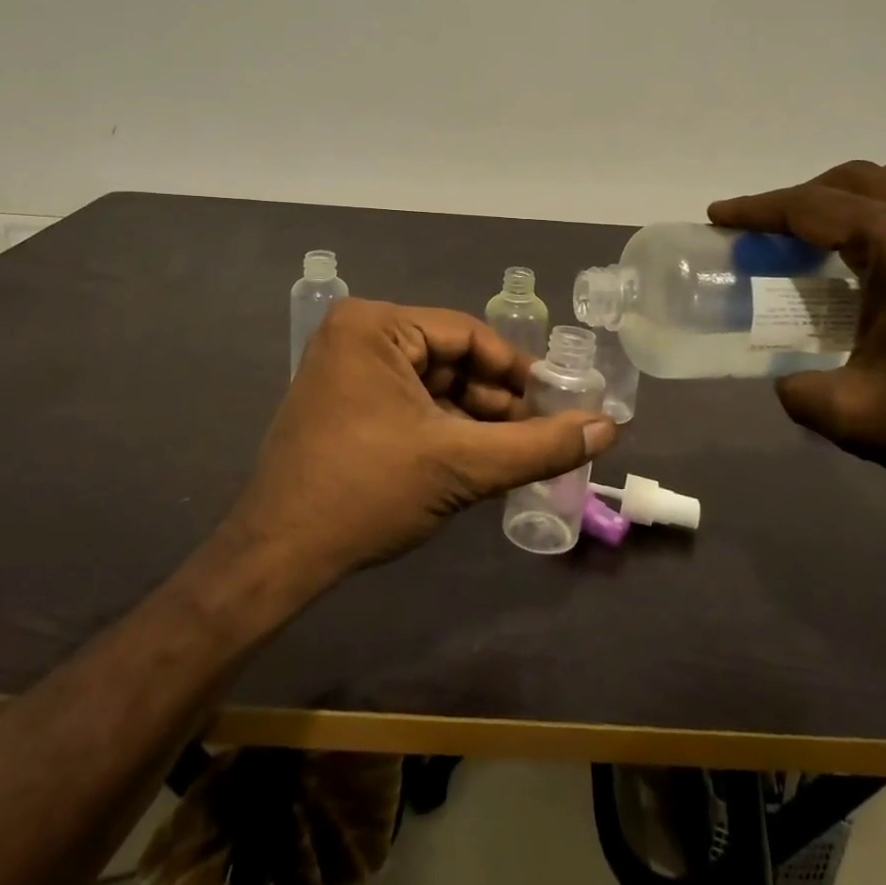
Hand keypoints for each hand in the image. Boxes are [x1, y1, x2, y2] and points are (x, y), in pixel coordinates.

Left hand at [226, 299, 616, 584]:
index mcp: (375, 325)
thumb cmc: (367, 493)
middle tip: (543, 435)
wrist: (277, 559)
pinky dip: (444, 430)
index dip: (519, 372)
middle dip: (497, 402)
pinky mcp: (343, 404)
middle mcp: (357, 335)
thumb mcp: (461, 465)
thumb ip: (539, 445)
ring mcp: (346, 370)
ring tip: (517, 455)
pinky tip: (476, 461)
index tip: (560, 403)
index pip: (469, 336)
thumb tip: (609, 428)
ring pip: (433, 386)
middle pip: (452, 361)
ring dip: (474, 421)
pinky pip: (410, 405)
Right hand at [710, 160, 885, 504]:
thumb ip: (798, 390)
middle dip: (807, 197)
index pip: (813, 206)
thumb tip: (788, 382)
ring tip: (836, 245)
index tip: (720, 214)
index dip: (758, 209)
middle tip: (775, 233)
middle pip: (861, 178)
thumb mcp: (854, 414)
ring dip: (861, 203)